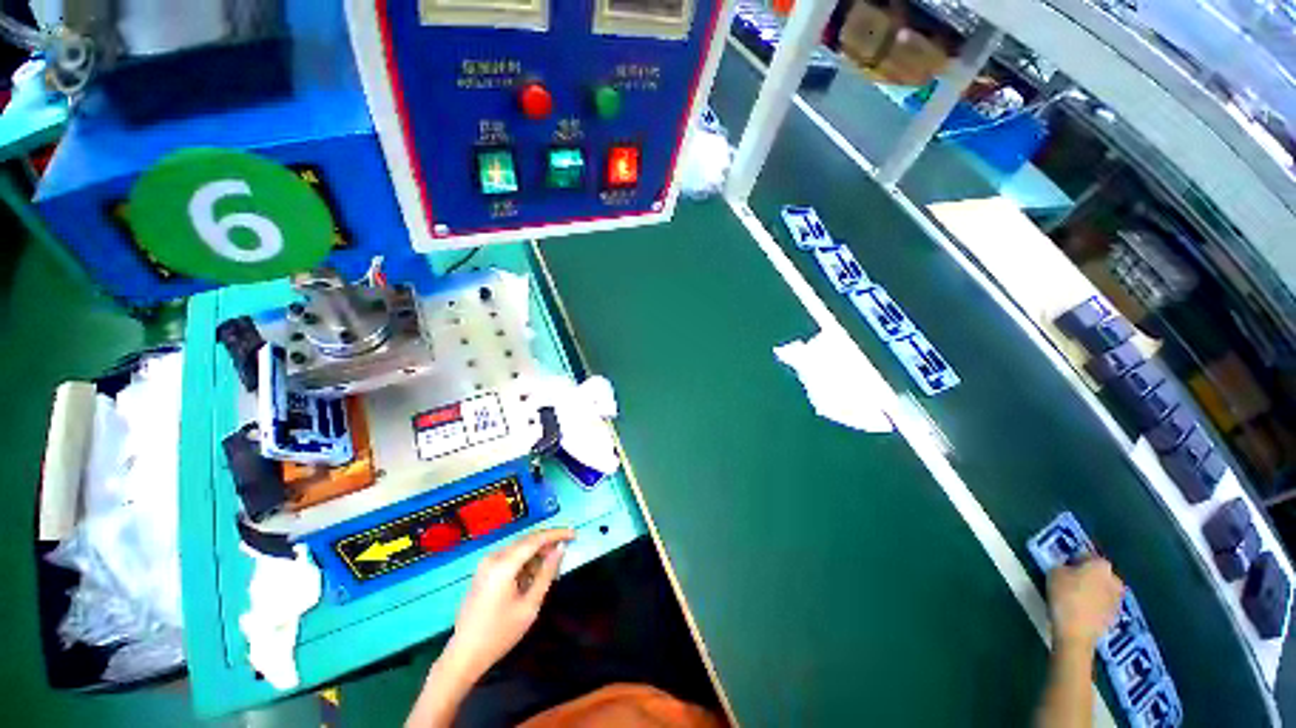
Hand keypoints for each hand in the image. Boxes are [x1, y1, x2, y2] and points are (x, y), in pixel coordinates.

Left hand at [443, 528, 575, 680]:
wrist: (464, 655)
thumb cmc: (500, 634)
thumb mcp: (530, 605)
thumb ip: (547, 573)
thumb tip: (560, 548)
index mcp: (504, 565)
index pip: (536, 539)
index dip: (557, 534)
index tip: (574, 534)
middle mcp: (494, 557)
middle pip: (527, 541)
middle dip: (548, 543)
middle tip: (566, 550)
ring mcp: (486, 564)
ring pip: (519, 549)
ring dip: (537, 554)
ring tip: (551, 568)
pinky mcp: (483, 571)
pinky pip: (510, 557)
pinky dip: (525, 562)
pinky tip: (533, 576)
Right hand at [1046, 558, 1123, 651]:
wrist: (1077, 632)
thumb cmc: (1065, 596)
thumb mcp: (1054, 573)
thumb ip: (1062, 566)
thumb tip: (1067, 569)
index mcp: (1101, 565)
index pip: (1087, 556)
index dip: (1073, 560)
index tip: (1063, 567)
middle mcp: (1114, 579)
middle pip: (1098, 574)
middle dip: (1087, 576)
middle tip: (1070, 582)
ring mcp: (1118, 599)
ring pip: (1102, 589)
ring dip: (1092, 591)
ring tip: (1075, 598)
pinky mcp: (1116, 616)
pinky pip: (1103, 605)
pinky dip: (1094, 605)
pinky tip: (1081, 611)